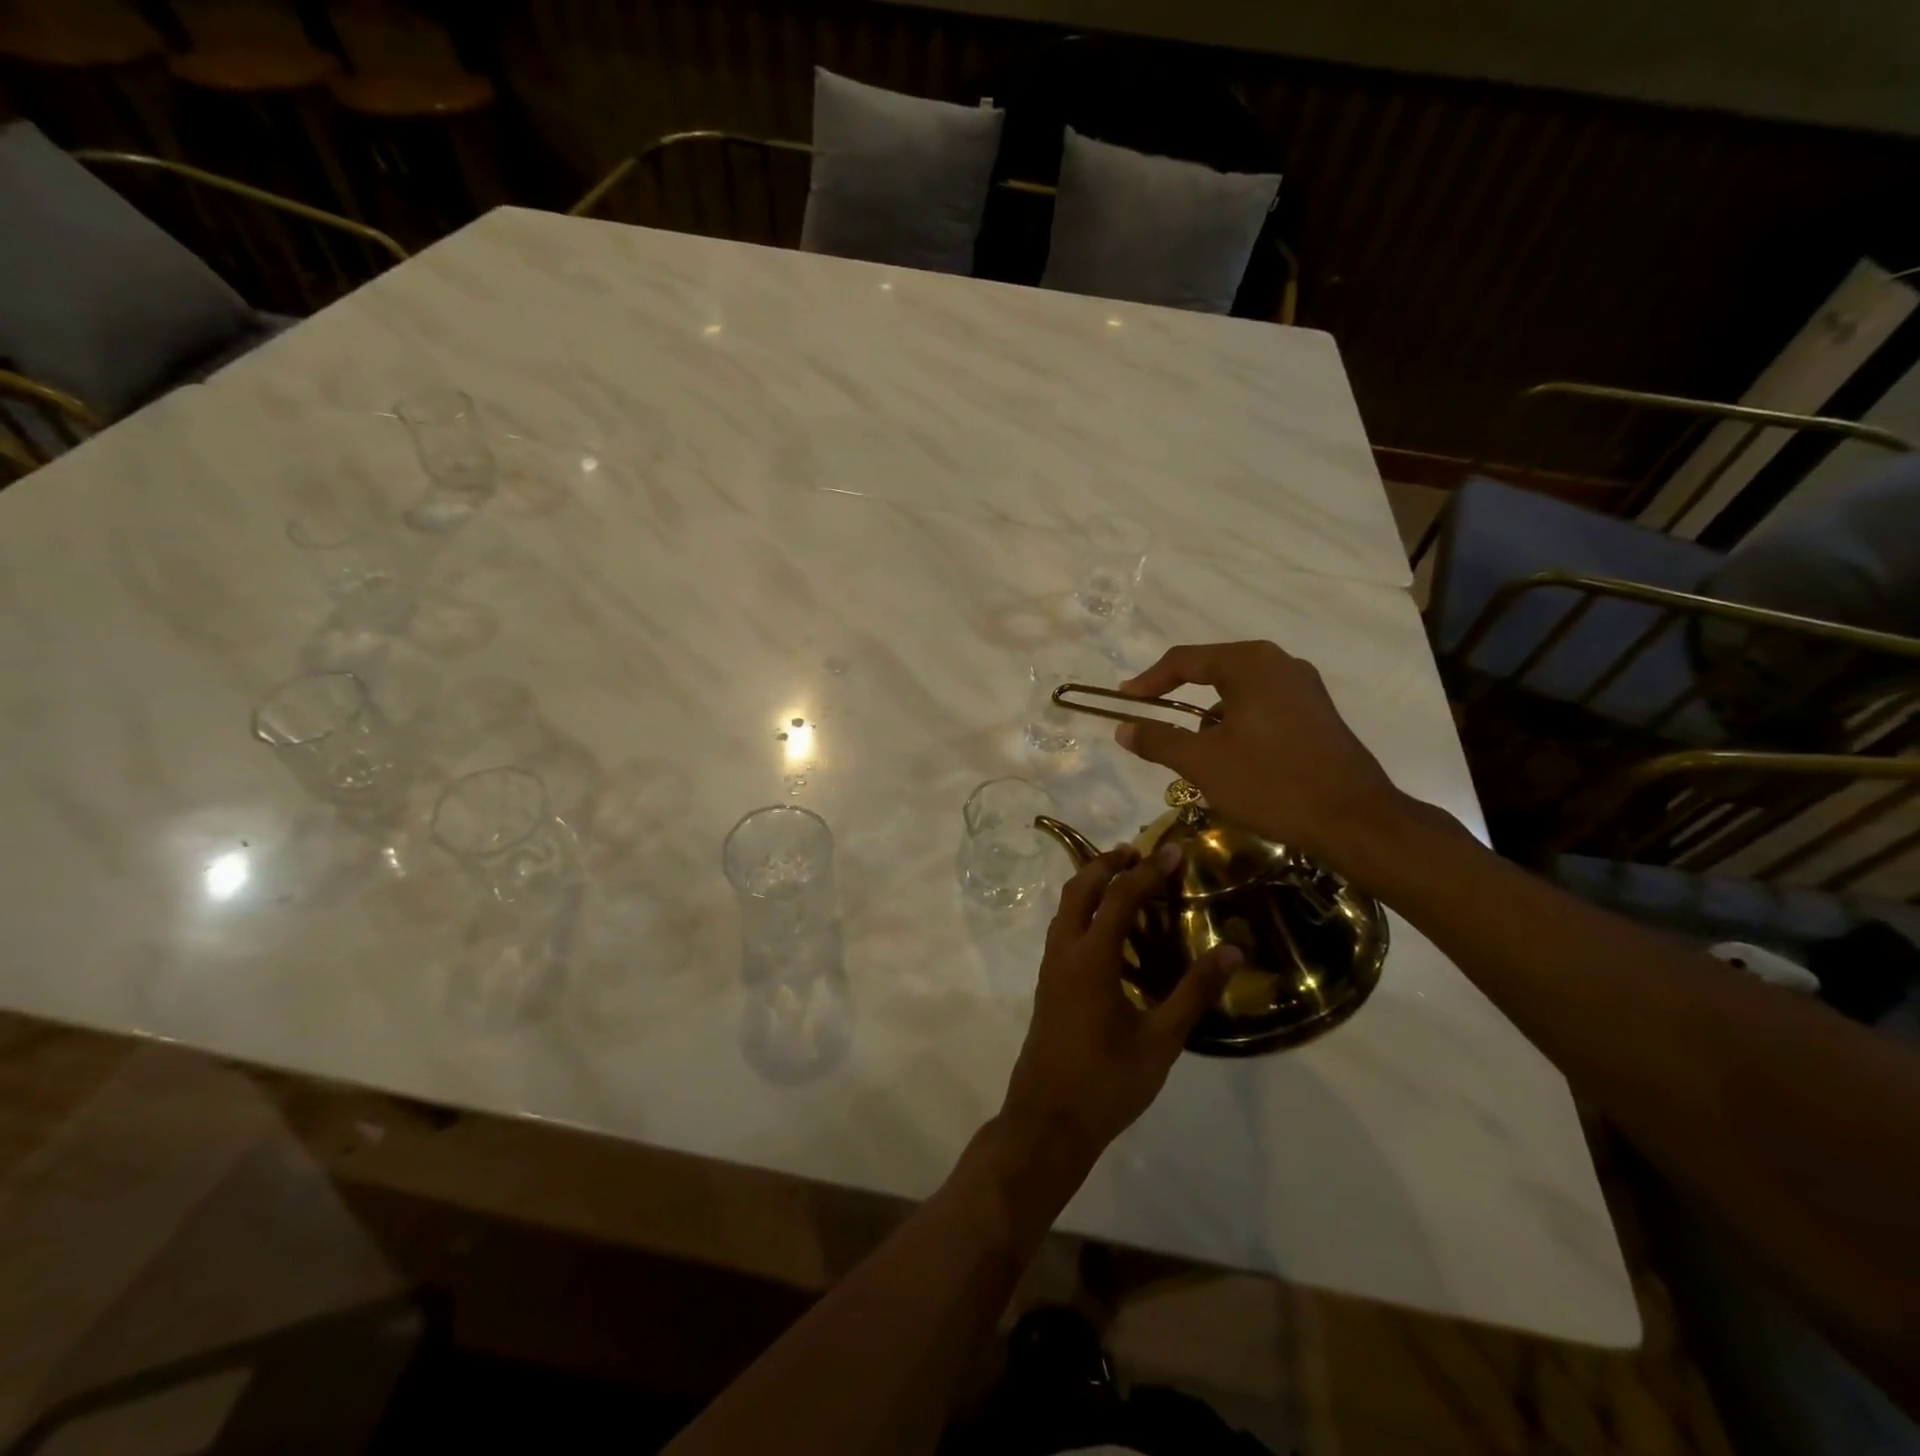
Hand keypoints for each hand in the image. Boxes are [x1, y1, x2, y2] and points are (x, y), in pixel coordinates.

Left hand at [999, 844, 1242, 1163]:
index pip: (1120, 897)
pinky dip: (1084, 910)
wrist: (1047, 1120)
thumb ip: (1194, 992)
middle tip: (1140, 853)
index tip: (1174, 850)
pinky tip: (1109, 929)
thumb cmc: (1107, 1082)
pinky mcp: (1048, 983)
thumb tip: (1232, 950)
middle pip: (1080, 889)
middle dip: (1107, 863)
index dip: (1148, 871)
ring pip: (1066, 907)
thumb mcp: (1161, 1040)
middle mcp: (1065, 951)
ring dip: (1092, 884)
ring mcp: (1051, 967)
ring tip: (1125, 878)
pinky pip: (1064, 928)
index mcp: (1091, 958)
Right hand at [1114, 640, 1409, 871]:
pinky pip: (1263, 707)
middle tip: (1153, 720)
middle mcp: (1279, 663)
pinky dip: (1238, 724)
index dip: (1148, 681)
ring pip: (1239, 692)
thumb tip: (1123, 728)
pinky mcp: (1317, 713)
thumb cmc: (1271, 783)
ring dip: (1210, 716)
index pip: (1184, 660)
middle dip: (1179, 697)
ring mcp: (1304, 687)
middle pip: (1213, 671)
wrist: (1353, 820)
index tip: (1123, 700)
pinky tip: (1235, 759)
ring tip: (1196, 754)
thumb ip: (1158, 741)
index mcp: (1250, 664)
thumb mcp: (1202, 763)